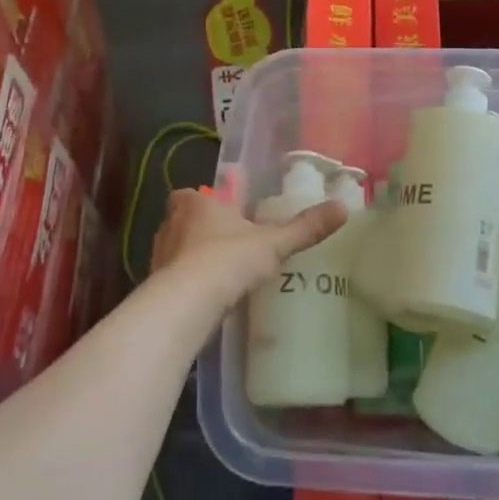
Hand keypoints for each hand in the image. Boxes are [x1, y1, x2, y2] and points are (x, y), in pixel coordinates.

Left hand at [150, 189, 347, 307]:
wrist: (186, 305)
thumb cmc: (227, 260)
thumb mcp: (273, 243)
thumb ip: (305, 228)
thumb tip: (343, 208)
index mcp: (194, 203)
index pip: (193, 194)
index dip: (207, 203)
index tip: (225, 214)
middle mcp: (171, 224)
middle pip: (183, 220)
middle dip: (199, 230)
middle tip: (226, 243)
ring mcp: (159, 256)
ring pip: (175, 250)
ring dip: (191, 258)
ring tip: (219, 273)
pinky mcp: (155, 286)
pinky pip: (172, 279)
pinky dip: (186, 285)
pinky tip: (205, 298)